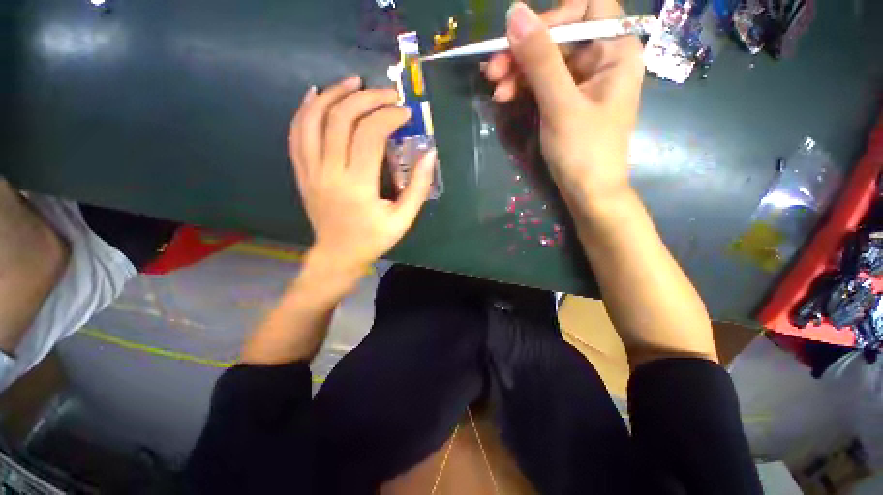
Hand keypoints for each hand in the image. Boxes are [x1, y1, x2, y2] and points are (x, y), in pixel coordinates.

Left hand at [288, 76, 436, 273]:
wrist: (338, 255)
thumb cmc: (373, 239)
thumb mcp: (403, 219)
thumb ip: (419, 187)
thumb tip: (429, 154)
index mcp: (357, 185)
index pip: (369, 134)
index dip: (388, 116)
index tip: (405, 113)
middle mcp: (329, 172)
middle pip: (341, 118)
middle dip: (366, 98)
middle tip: (387, 94)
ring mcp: (310, 170)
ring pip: (313, 119)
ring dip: (333, 94)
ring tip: (354, 83)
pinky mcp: (302, 172)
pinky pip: (297, 134)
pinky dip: (306, 110)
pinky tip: (317, 95)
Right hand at [483, 0, 643, 210]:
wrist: (588, 193)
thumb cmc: (583, 152)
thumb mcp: (561, 105)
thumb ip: (541, 59)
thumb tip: (515, 13)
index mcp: (615, 51)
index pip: (586, 8)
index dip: (551, 18)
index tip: (520, 41)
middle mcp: (602, 59)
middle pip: (559, 36)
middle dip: (524, 52)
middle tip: (492, 71)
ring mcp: (583, 81)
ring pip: (546, 61)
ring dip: (518, 72)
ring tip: (496, 91)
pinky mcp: (567, 100)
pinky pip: (543, 83)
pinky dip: (523, 88)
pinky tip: (505, 97)